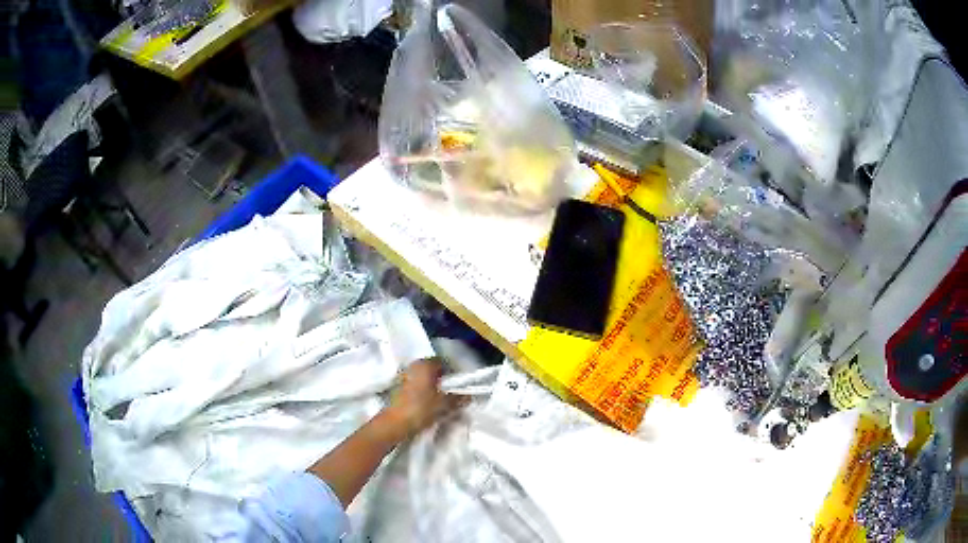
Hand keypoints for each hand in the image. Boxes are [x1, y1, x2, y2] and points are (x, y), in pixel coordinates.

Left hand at [384, 358, 463, 437]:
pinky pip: (415, 385)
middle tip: (450, 393)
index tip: (458, 385)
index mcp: (425, 364)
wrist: (395, 423)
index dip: (452, 373)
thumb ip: (458, 398)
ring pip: (423, 377)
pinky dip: (422, 390)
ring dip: (431, 385)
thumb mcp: (445, 404)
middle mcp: (413, 365)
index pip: (443, 362)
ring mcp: (404, 375)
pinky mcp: (398, 387)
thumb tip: (467, 396)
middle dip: (441, 380)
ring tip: (439, 399)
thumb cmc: (421, 409)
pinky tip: (426, 402)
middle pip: (432, 369)